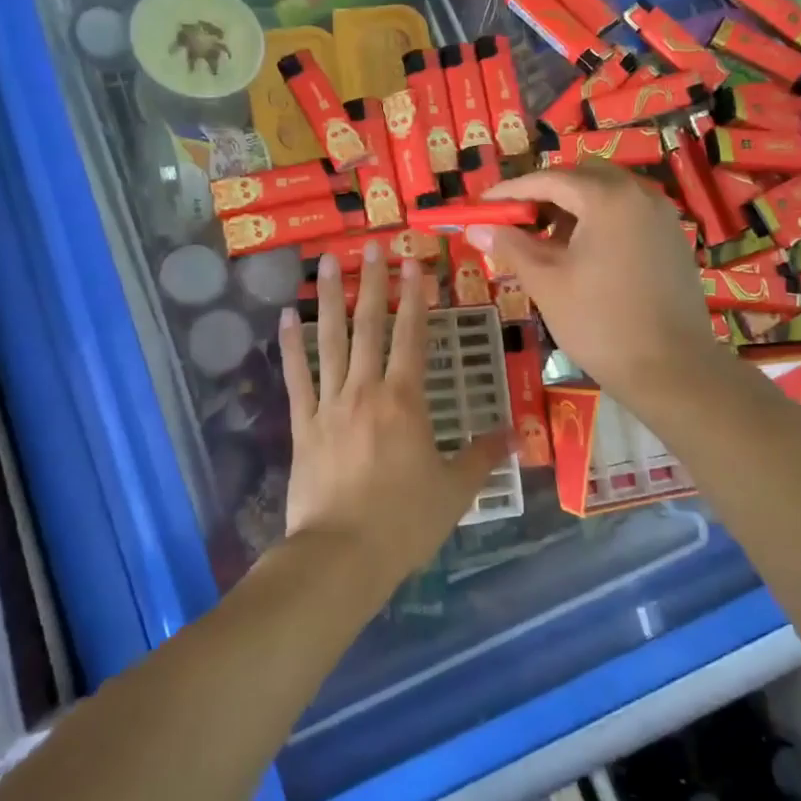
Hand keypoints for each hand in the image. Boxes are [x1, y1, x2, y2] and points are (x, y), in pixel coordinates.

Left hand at [277, 244, 508, 593]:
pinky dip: (290, 345)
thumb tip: (515, 436)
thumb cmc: (404, 522)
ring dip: (328, 299)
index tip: (413, 262)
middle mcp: (365, 390)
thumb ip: (482, 457)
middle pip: (369, 326)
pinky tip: (285, 316)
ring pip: (329, 341)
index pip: (412, 335)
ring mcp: (329, 404)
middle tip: (370, 246)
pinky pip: (297, 376)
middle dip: (372, 283)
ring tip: (324, 262)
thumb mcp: (455, 490)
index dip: (415, 296)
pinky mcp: (303, 425)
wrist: (341, 555)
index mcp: (405, 400)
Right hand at [469, 165, 725, 409]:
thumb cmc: (599, 323)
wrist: (671, 369)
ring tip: (546, 243)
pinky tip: (582, 255)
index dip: (511, 191)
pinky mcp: (671, 240)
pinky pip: (627, 214)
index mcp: (608, 198)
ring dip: (573, 208)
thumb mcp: (546, 282)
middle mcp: (640, 194)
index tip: (482, 205)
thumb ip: (511, 247)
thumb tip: (476, 227)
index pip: (549, 179)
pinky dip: (599, 222)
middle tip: (516, 221)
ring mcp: (661, 216)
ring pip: (607, 195)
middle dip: (545, 193)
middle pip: (582, 177)